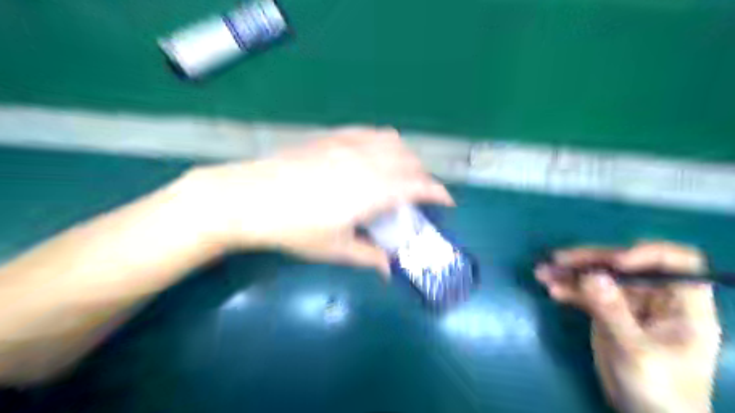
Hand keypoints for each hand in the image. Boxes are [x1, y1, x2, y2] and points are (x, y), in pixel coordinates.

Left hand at [179, 128, 453, 275]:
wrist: (248, 198)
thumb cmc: (293, 228)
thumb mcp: (334, 248)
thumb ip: (367, 255)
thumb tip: (388, 268)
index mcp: (372, 191)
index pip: (418, 186)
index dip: (438, 193)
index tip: (447, 202)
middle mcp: (367, 161)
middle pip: (410, 162)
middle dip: (424, 177)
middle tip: (421, 195)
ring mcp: (348, 144)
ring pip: (393, 142)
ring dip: (406, 157)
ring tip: (401, 173)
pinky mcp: (332, 137)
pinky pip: (369, 132)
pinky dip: (383, 142)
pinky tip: (376, 153)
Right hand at [538, 243, 721, 412]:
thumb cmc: (659, 389)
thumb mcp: (636, 351)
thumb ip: (613, 312)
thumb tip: (592, 276)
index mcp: (682, 305)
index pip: (676, 263)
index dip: (648, 254)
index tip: (616, 262)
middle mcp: (655, 297)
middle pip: (625, 265)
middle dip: (592, 260)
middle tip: (560, 259)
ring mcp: (628, 303)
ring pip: (600, 277)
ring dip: (571, 272)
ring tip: (544, 271)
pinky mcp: (606, 311)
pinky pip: (586, 293)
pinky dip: (568, 289)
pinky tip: (551, 289)